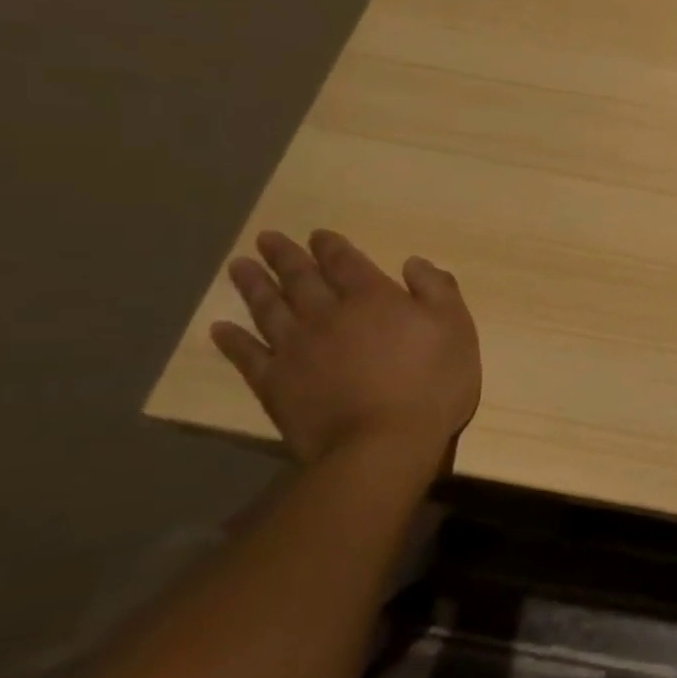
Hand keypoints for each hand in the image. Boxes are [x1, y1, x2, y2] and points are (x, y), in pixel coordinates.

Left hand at [211, 230, 480, 469]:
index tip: (317, 235)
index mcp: (373, 297)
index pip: (346, 262)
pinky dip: (232, 340)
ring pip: (269, 308)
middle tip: (266, 238)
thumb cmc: (432, 382)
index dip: (331, 247)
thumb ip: (437, 289)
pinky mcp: (275, 383)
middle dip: (286, 257)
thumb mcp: (456, 328)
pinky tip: (221, 328)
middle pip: (301, 278)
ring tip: (238, 267)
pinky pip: (247, 355)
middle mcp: (328, 314)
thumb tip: (413, 263)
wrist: (383, 442)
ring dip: (254, 286)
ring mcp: (296, 348)